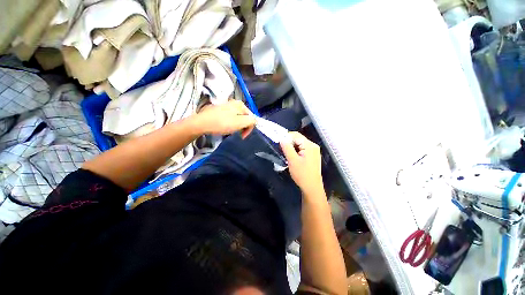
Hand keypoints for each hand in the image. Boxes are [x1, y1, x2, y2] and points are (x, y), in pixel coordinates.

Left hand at [194, 100, 254, 138]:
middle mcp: (234, 103)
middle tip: (237, 133)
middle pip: (245, 117)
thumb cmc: (222, 123)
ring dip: (237, 126)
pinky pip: (230, 118)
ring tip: (230, 131)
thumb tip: (255, 121)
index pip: (251, 117)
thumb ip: (251, 121)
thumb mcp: (240, 122)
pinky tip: (224, 127)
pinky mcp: (220, 111)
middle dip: (243, 127)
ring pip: (238, 118)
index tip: (243, 136)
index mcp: (240, 104)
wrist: (201, 123)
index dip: (249, 128)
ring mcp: (226, 106)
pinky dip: (230, 124)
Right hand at [280, 132, 323, 192]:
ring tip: (286, 154)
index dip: (286, 137)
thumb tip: (282, 139)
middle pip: (298, 139)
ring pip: (299, 144)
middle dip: (289, 143)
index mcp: (309, 145)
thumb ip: (287, 148)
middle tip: (281, 150)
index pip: (296, 135)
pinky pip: (302, 149)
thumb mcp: (292, 161)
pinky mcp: (312, 156)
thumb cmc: (302, 174)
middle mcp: (313, 146)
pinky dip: (296, 151)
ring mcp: (313, 151)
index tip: (278, 142)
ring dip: (292, 147)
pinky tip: (292, 157)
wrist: (312, 187)